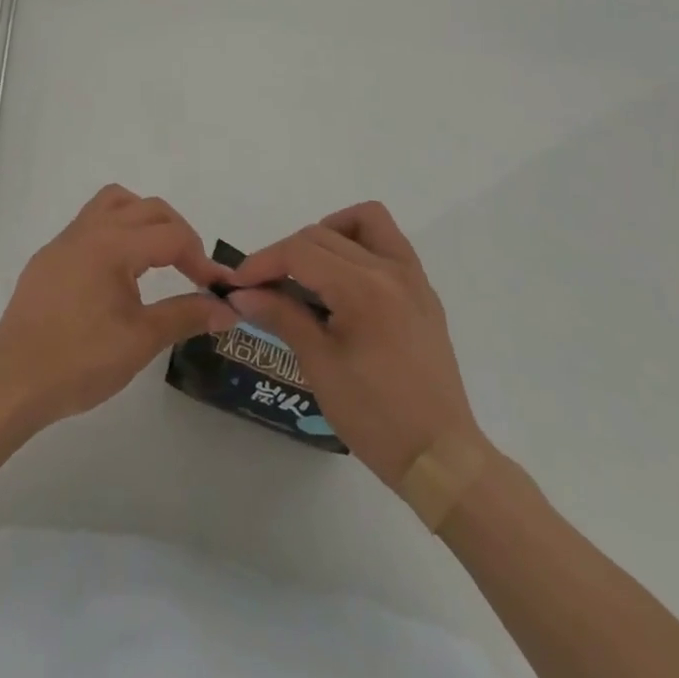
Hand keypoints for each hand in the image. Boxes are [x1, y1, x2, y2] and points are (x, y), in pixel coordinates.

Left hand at [0, 185, 236, 432]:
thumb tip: (228, 308)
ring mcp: (64, 241)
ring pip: (113, 203)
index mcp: (112, 244)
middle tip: (193, 270)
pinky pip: (90, 224)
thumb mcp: (141, 340)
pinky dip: (115, 232)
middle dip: (177, 232)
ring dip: (142, 219)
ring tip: (157, 256)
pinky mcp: (49, 258)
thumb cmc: (79, 361)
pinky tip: (118, 274)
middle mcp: (88, 230)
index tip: (216, 289)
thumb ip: (186, 316)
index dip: (200, 259)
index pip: (171, 235)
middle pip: (146, 208)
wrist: (12, 382)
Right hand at [228, 203, 483, 488]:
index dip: (261, 262)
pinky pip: (388, 243)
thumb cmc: (375, 417)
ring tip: (309, 270)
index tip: (236, 284)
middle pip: (322, 234)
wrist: (441, 458)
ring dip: (329, 233)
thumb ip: (281, 316)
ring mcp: (412, 277)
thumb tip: (241, 294)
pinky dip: (360, 245)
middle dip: (286, 254)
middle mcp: (390, 269)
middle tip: (264, 288)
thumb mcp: (320, 365)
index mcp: (363, 288)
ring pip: (365, 221)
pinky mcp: (423, 291)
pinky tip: (342, 282)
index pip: (299, 252)